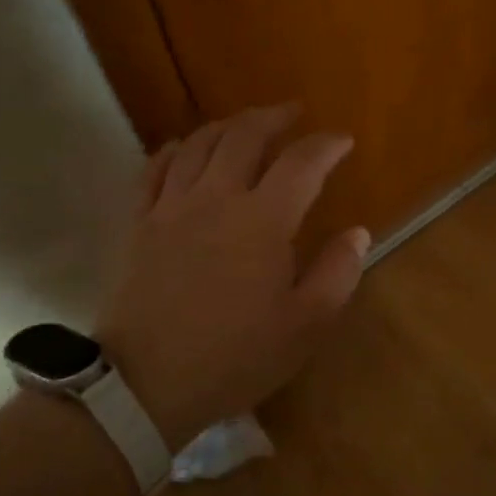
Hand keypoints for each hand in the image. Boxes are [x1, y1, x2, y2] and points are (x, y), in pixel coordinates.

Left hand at [96, 104, 369, 449]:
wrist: (146, 383)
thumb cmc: (235, 356)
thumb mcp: (305, 325)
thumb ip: (337, 273)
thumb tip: (357, 232)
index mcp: (263, 220)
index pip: (301, 163)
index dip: (326, 145)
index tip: (343, 140)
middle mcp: (216, 198)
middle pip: (244, 136)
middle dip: (273, 117)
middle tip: (292, 113)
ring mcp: (171, 207)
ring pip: (198, 145)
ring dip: (227, 126)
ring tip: (244, 125)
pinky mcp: (138, 224)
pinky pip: (153, 169)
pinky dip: (173, 150)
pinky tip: (182, 148)